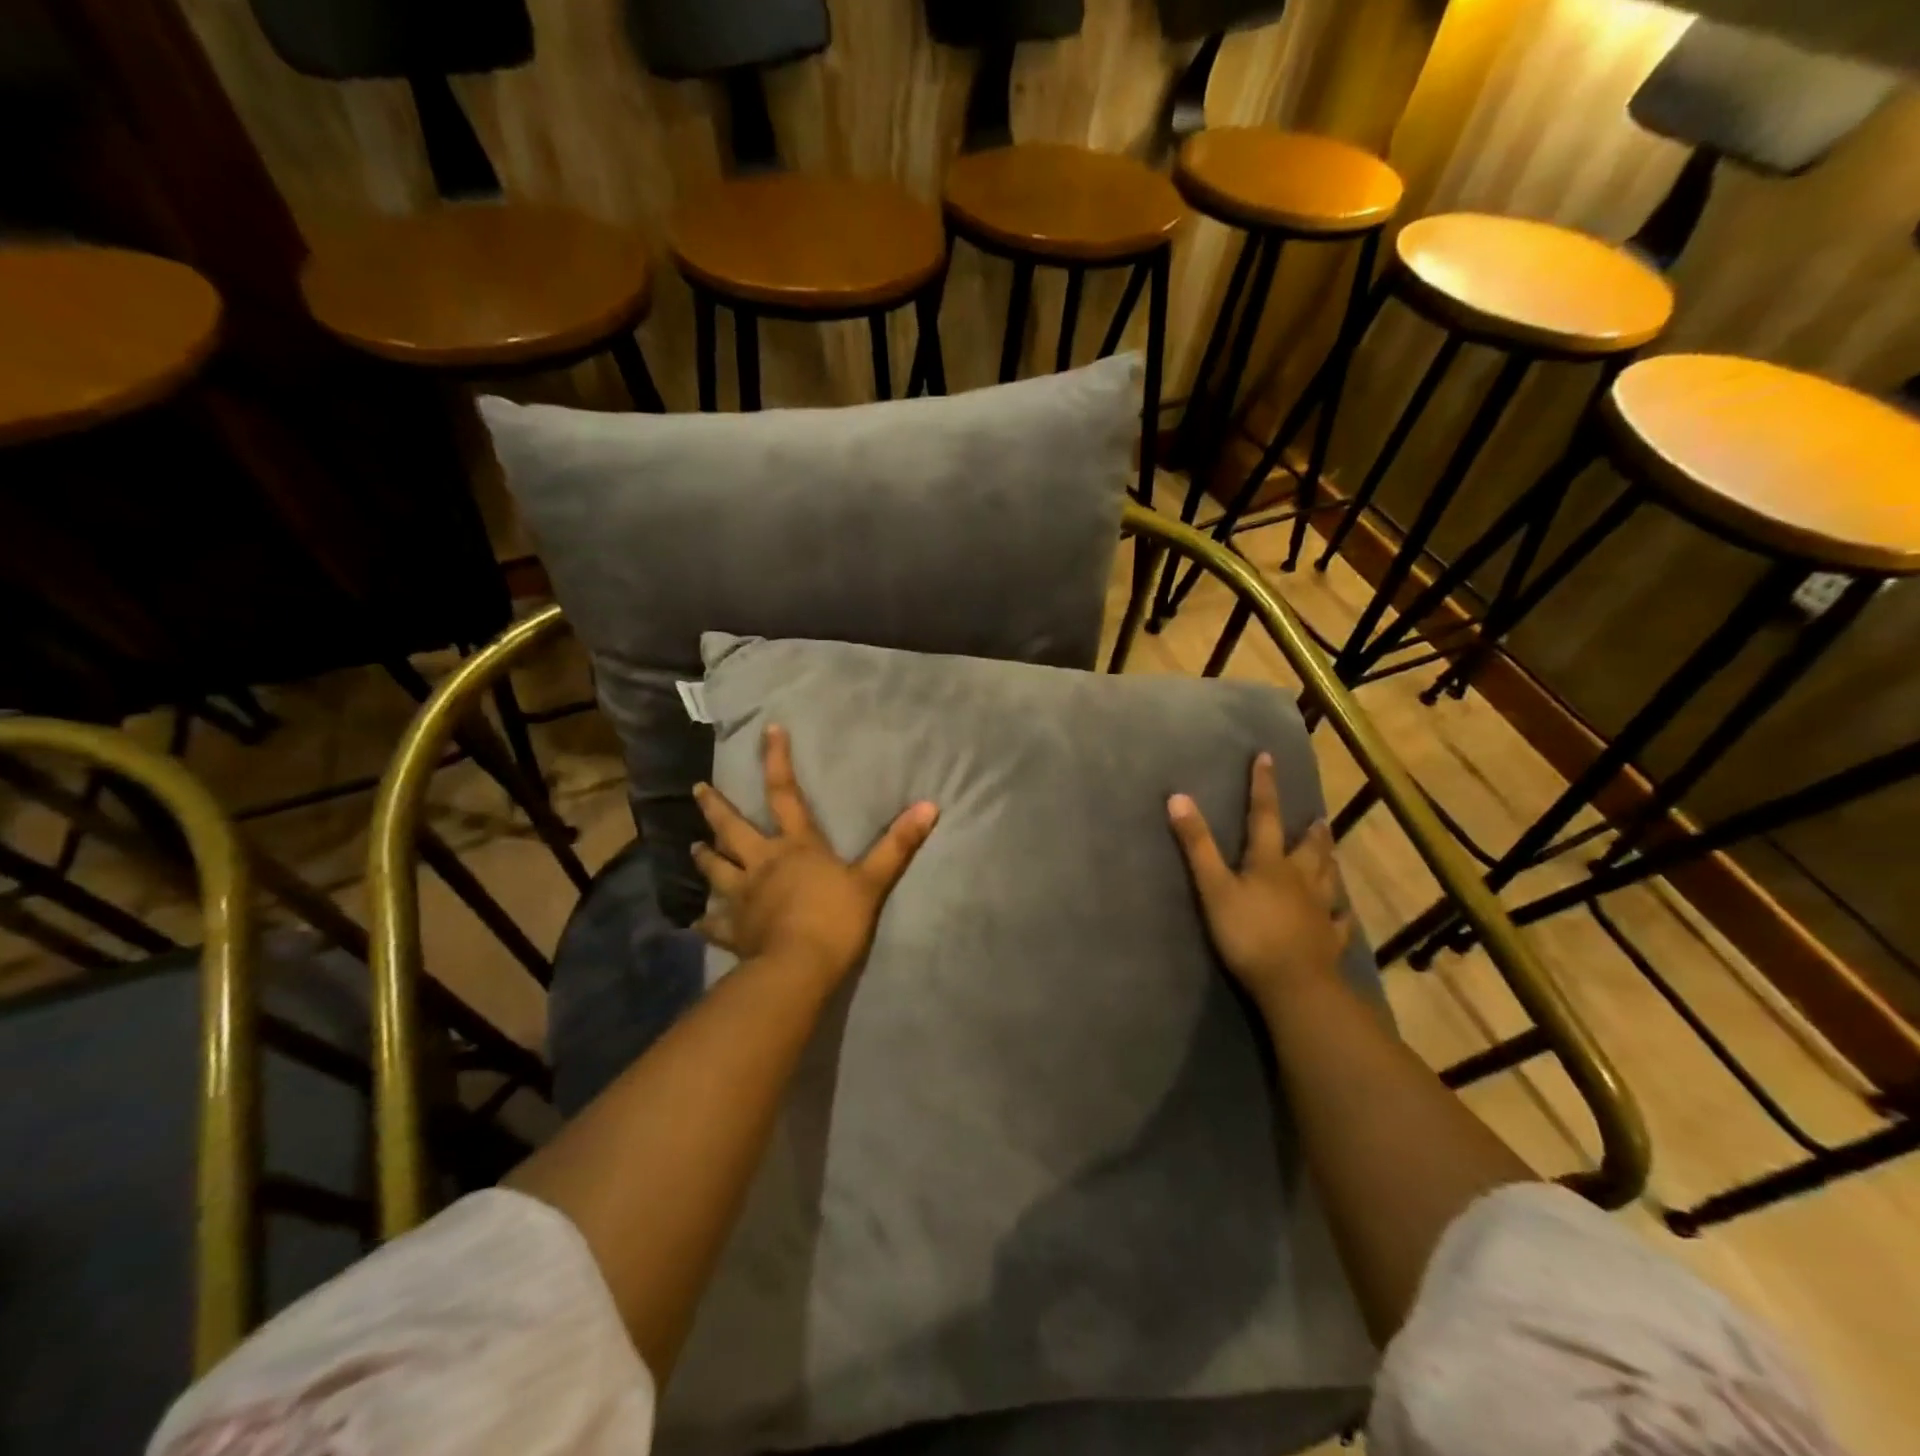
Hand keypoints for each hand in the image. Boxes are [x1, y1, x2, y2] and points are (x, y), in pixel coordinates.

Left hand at [691, 724, 938, 988]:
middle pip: (732, 829)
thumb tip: (930, 806)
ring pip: (716, 870)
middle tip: (698, 790)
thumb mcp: (873, 880)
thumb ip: (898, 844)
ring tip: (692, 847)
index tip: (768, 731)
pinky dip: (705, 922)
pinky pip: (714, 924)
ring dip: (704, 858)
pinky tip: (696, 922)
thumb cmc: (836, 919)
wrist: (800, 967)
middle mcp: (762, 863)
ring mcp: (743, 896)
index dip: (777, 761)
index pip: (785, 794)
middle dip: (715, 808)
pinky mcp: (734, 930)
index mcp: (796, 846)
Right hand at [1167, 752, 1350, 1011]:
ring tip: (1332, 852)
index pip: (1264, 815)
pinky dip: (1341, 914)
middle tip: (1318, 817)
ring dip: (1328, 862)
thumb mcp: (1214, 887)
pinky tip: (1344, 913)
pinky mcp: (1329, 941)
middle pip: (1307, 848)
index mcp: (1270, 863)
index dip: (1263, 786)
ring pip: (1327, 879)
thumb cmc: (1248, 933)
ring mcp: (1318, 910)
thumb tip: (1178, 796)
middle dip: (1309, 830)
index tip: (1267, 758)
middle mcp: (1299, 879)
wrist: (1294, 985)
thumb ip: (1197, 845)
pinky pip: (1339, 922)